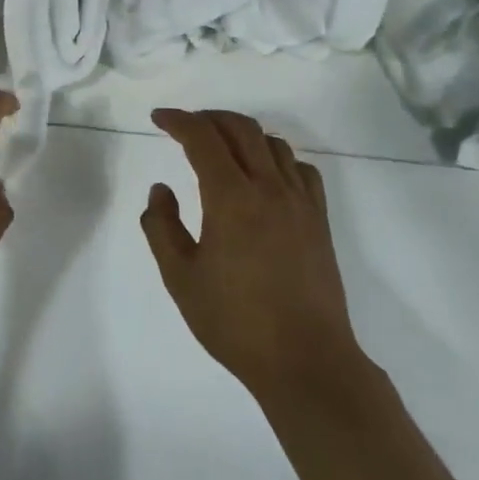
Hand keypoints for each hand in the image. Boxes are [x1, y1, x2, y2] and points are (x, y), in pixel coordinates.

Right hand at [143, 109, 366, 402]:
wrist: (306, 361)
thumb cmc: (236, 323)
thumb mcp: (180, 278)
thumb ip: (161, 227)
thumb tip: (161, 190)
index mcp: (231, 197)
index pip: (202, 138)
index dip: (178, 120)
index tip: (159, 118)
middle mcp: (268, 187)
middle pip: (240, 128)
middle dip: (209, 118)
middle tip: (185, 126)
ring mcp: (300, 202)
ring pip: (273, 143)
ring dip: (243, 134)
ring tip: (222, 147)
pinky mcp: (319, 220)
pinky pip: (300, 169)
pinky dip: (277, 157)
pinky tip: (265, 175)